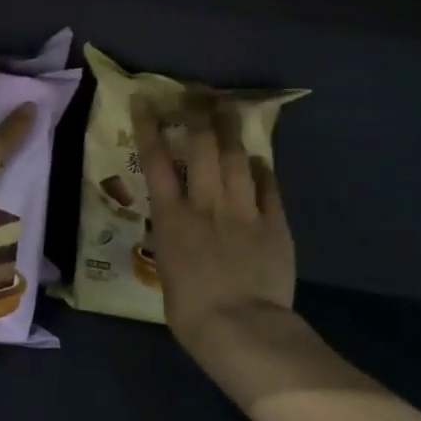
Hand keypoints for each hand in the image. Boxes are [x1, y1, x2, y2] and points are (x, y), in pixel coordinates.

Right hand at [133, 95, 294, 353]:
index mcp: (172, 218)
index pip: (156, 161)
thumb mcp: (168, 270)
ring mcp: (244, 211)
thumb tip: (179, 230)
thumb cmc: (190, 311)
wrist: (240, 326)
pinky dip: (262, 169)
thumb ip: (174, 241)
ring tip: (229, 108)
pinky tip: (259, 158)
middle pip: (202, 147)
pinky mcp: (275, 223)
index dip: (150, 126)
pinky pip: (268, 187)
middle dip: (198, 114)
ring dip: (231, 130)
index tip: (145, 100)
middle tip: (197, 93)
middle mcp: (206, 204)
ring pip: (237, 158)